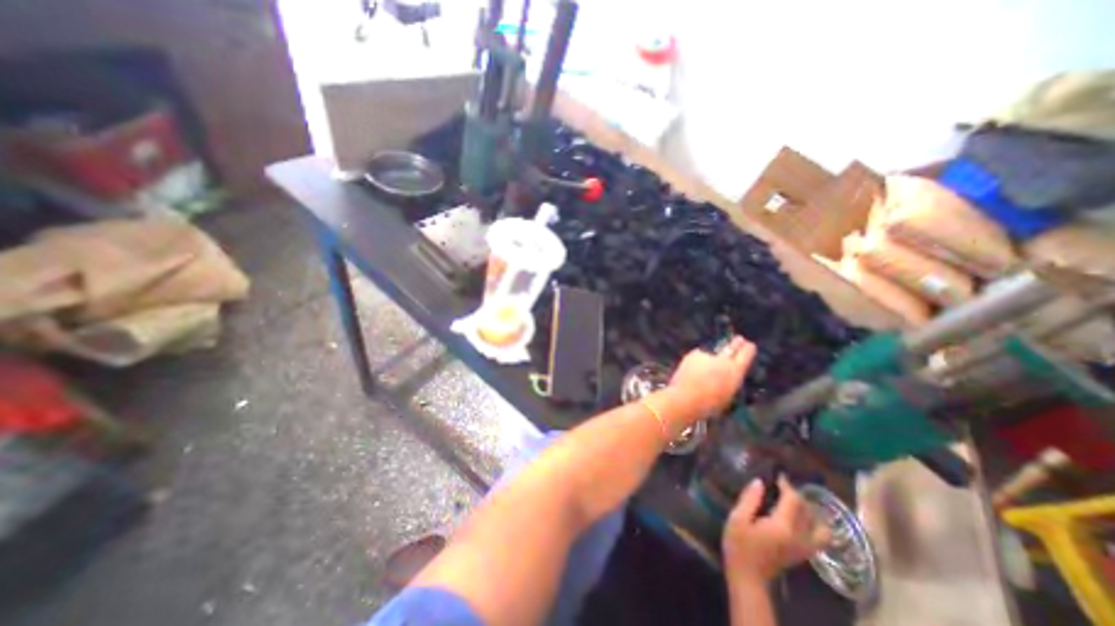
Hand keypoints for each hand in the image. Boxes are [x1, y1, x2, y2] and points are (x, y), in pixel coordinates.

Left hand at [665, 338, 752, 419]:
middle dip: (736, 343)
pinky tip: (693, 369)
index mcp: (735, 371)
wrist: (685, 398)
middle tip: (739, 340)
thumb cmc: (709, 404)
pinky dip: (699, 360)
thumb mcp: (728, 394)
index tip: (749, 345)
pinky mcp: (693, 354)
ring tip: (707, 367)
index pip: (747, 352)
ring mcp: (707, 354)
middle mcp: (723, 359)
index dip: (748, 348)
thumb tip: (731, 373)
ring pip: (714, 351)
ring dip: (714, 355)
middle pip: (732, 346)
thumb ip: (732, 380)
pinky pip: (699, 355)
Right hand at [723, 477, 826, 583]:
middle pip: (807, 511)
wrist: (748, 577)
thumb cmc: (739, 545)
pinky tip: (799, 518)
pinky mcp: (803, 555)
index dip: (787, 485)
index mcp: (782, 527)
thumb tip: (759, 482)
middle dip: (797, 495)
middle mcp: (799, 537)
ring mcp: (804, 548)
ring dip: (810, 512)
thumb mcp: (737, 518)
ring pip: (820, 528)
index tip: (778, 474)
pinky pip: (819, 538)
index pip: (793, 501)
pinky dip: (814, 525)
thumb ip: (750, 499)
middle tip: (782, 485)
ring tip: (795, 502)